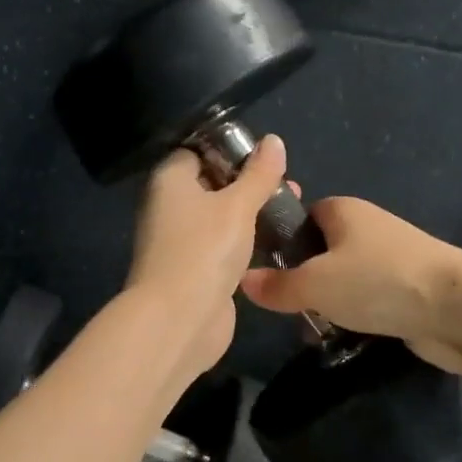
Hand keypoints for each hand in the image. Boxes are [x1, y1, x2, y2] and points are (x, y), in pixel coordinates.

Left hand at [124, 135, 289, 377]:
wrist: (178, 322)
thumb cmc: (204, 249)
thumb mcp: (238, 205)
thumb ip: (258, 174)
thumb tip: (273, 140)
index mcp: (171, 180)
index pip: (197, 150)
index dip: (229, 149)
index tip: (264, 153)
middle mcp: (170, 206)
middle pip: (212, 183)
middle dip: (249, 182)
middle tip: (287, 183)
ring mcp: (181, 240)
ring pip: (220, 215)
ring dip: (251, 212)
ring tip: (291, 206)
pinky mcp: (196, 268)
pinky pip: (223, 244)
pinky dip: (246, 240)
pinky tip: (276, 238)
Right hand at [239, 197, 461, 376]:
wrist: (459, 307)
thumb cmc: (378, 281)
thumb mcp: (315, 284)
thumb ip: (277, 284)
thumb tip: (243, 281)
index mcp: (342, 210)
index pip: (300, 216)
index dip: (281, 240)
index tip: (266, 271)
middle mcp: (366, 227)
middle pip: (321, 250)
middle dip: (304, 279)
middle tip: (288, 307)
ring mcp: (390, 257)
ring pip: (344, 278)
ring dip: (329, 303)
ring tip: (313, 329)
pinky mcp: (408, 288)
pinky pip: (369, 298)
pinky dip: (356, 315)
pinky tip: (345, 337)